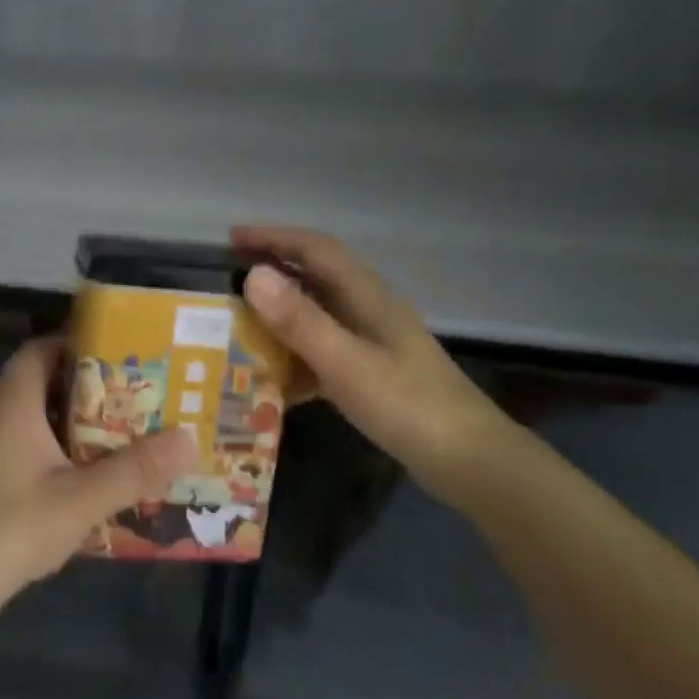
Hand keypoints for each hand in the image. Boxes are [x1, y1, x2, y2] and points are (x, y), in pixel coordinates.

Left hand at [0, 337, 196, 624]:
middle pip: (40, 382)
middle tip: (131, 399)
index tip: (120, 356)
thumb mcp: (81, 500)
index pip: (42, 349)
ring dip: (69, 424)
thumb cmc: (10, 528)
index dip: (78, 344)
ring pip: (30, 419)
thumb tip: (189, 438)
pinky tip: (77, 481)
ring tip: (115, 437)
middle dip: (85, 388)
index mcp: (12, 402)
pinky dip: (51, 451)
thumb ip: (135, 470)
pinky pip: (19, 447)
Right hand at [233, 224, 536, 505]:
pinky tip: (274, 386)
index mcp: (367, 296)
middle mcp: (369, 311)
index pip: (316, 249)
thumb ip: (299, 320)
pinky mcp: (373, 375)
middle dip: (272, 274)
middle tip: (228, 283)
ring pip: (317, 318)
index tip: (233, 238)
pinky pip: (323, 356)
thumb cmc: (407, 406)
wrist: (469, 461)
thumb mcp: (345, 362)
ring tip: (240, 331)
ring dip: (280, 320)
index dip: (274, 237)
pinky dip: (296, 362)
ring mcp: (373, 344)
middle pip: (315, 278)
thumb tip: (253, 275)